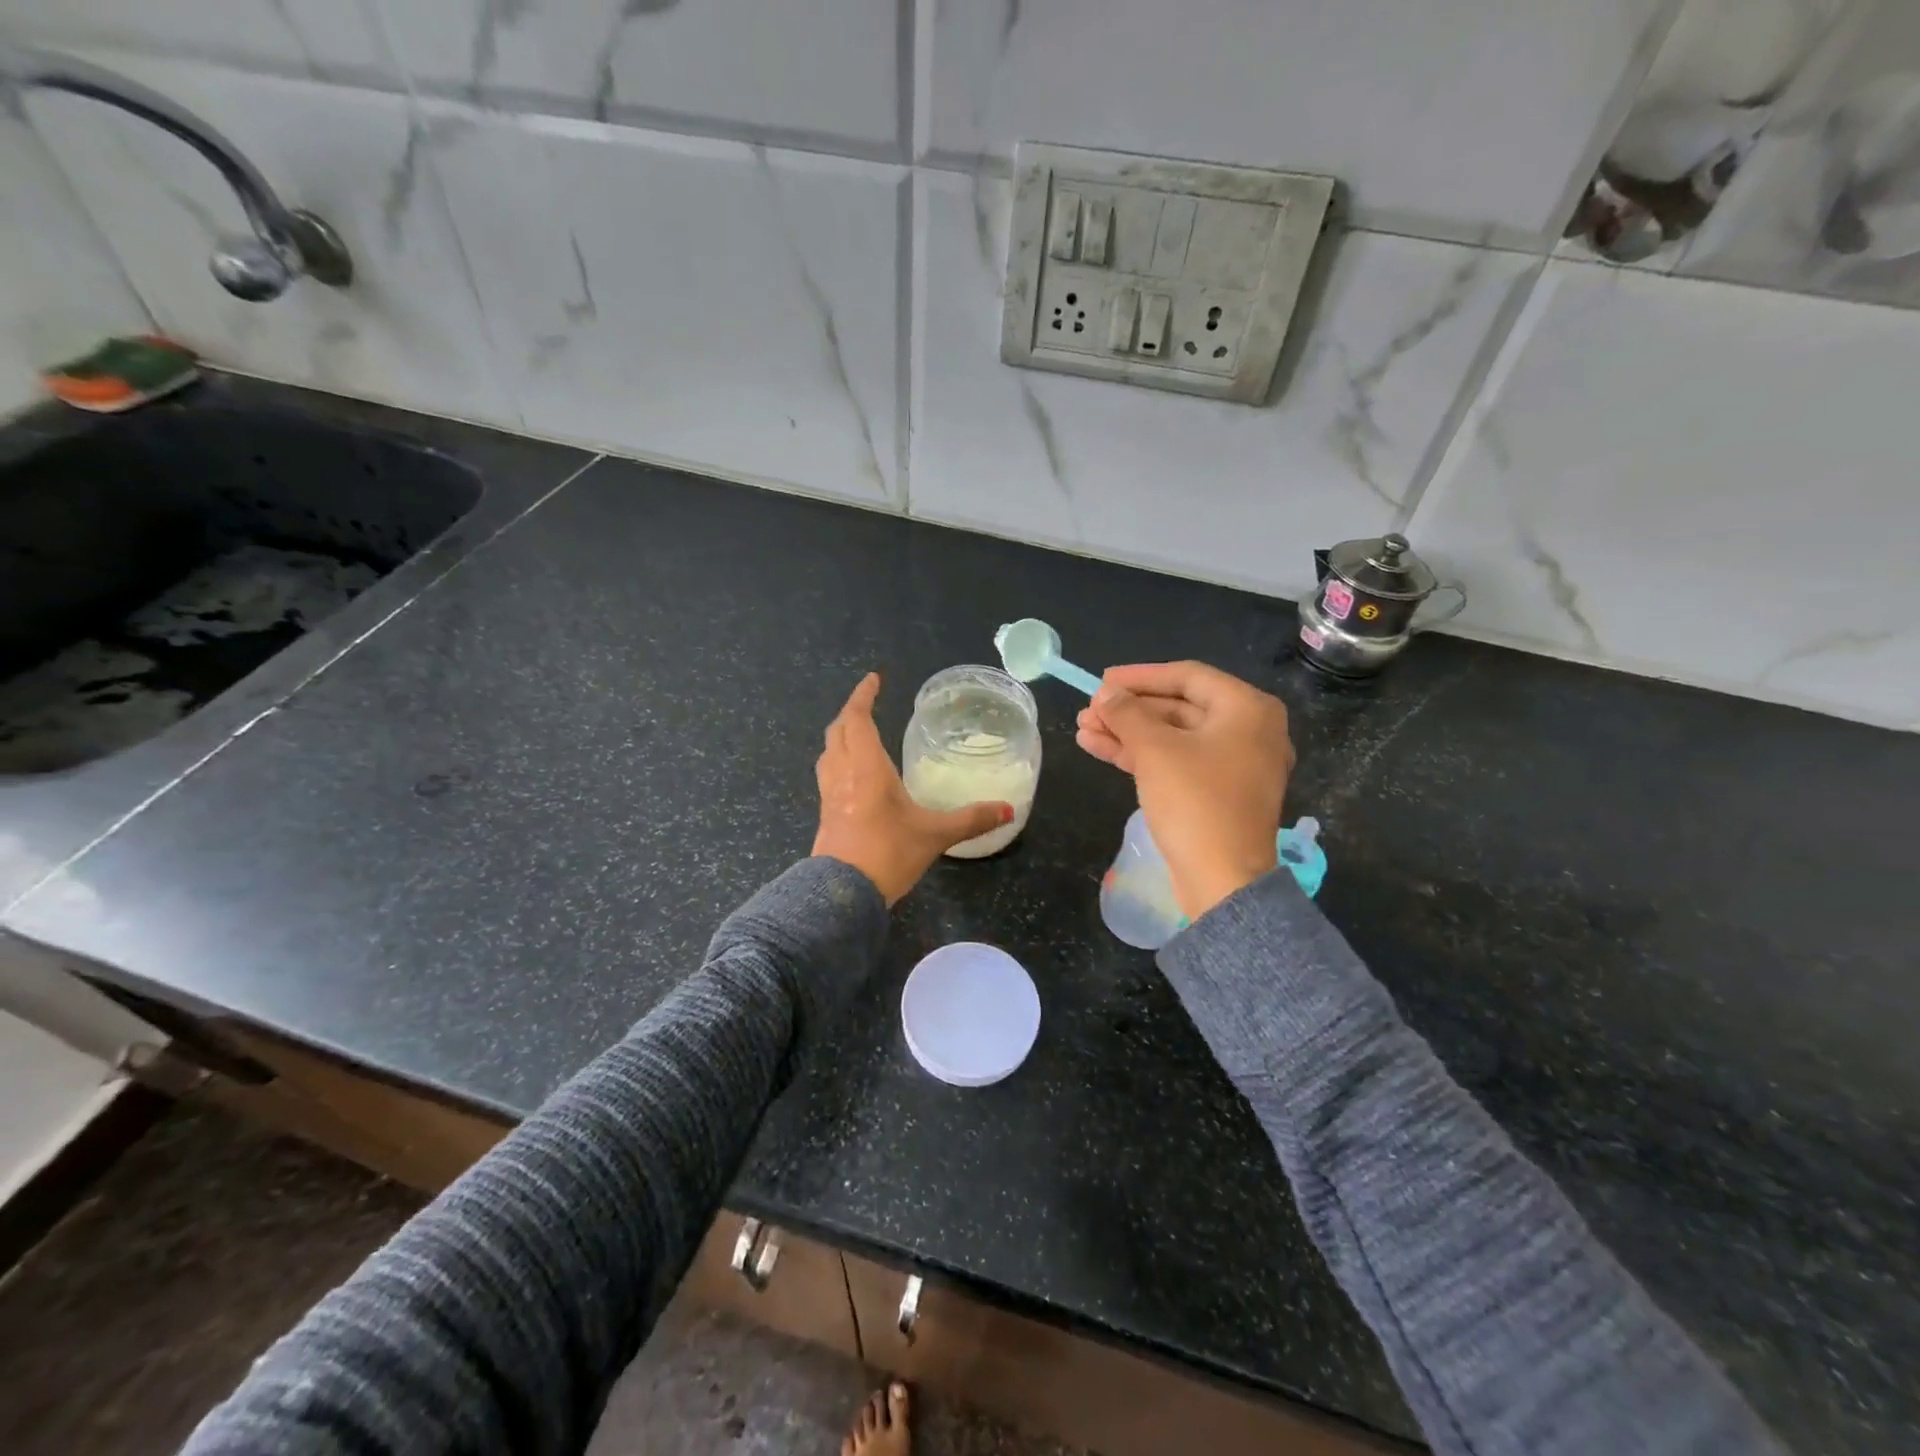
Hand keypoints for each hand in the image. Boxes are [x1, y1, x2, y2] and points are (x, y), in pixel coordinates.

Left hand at [813, 673, 1014, 904]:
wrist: (842, 896)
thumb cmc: (888, 854)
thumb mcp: (935, 835)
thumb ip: (971, 819)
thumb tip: (1008, 810)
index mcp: (867, 768)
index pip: (858, 719)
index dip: (863, 696)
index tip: (874, 679)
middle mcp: (843, 774)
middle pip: (838, 731)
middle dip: (851, 713)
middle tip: (868, 704)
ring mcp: (829, 795)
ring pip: (828, 753)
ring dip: (841, 736)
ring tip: (858, 734)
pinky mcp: (825, 815)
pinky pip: (828, 775)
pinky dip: (838, 761)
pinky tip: (854, 776)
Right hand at [1076, 661, 1295, 920]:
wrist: (1223, 880)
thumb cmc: (1195, 802)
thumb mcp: (1155, 750)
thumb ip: (1127, 713)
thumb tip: (1105, 694)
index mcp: (1247, 709)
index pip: (1187, 676)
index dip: (1139, 676)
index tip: (1101, 680)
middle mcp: (1248, 731)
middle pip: (1178, 707)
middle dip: (1129, 710)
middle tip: (1088, 710)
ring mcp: (1234, 765)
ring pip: (1173, 737)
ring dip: (1127, 732)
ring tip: (1083, 729)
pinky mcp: (1217, 793)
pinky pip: (1177, 761)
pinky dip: (1141, 755)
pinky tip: (1099, 748)